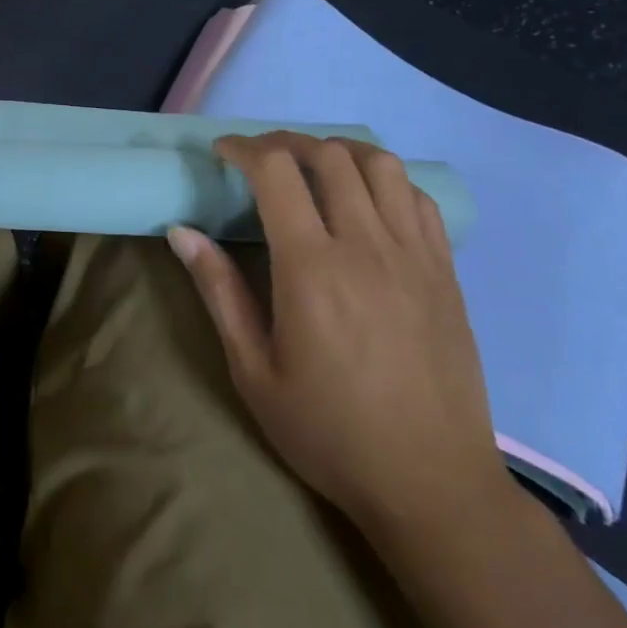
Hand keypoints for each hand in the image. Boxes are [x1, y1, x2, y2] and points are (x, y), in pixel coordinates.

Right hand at [168, 133, 506, 542]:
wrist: (432, 485)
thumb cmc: (329, 431)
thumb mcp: (254, 370)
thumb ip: (219, 291)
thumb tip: (181, 231)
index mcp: (311, 268)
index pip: (276, 171)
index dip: (243, 148)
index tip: (222, 153)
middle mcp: (365, 246)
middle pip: (327, 155)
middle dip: (285, 142)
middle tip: (260, 159)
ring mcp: (414, 255)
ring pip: (380, 165)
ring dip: (338, 151)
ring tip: (313, 168)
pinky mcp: (445, 272)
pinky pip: (418, 199)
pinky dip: (386, 180)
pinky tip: (366, 201)